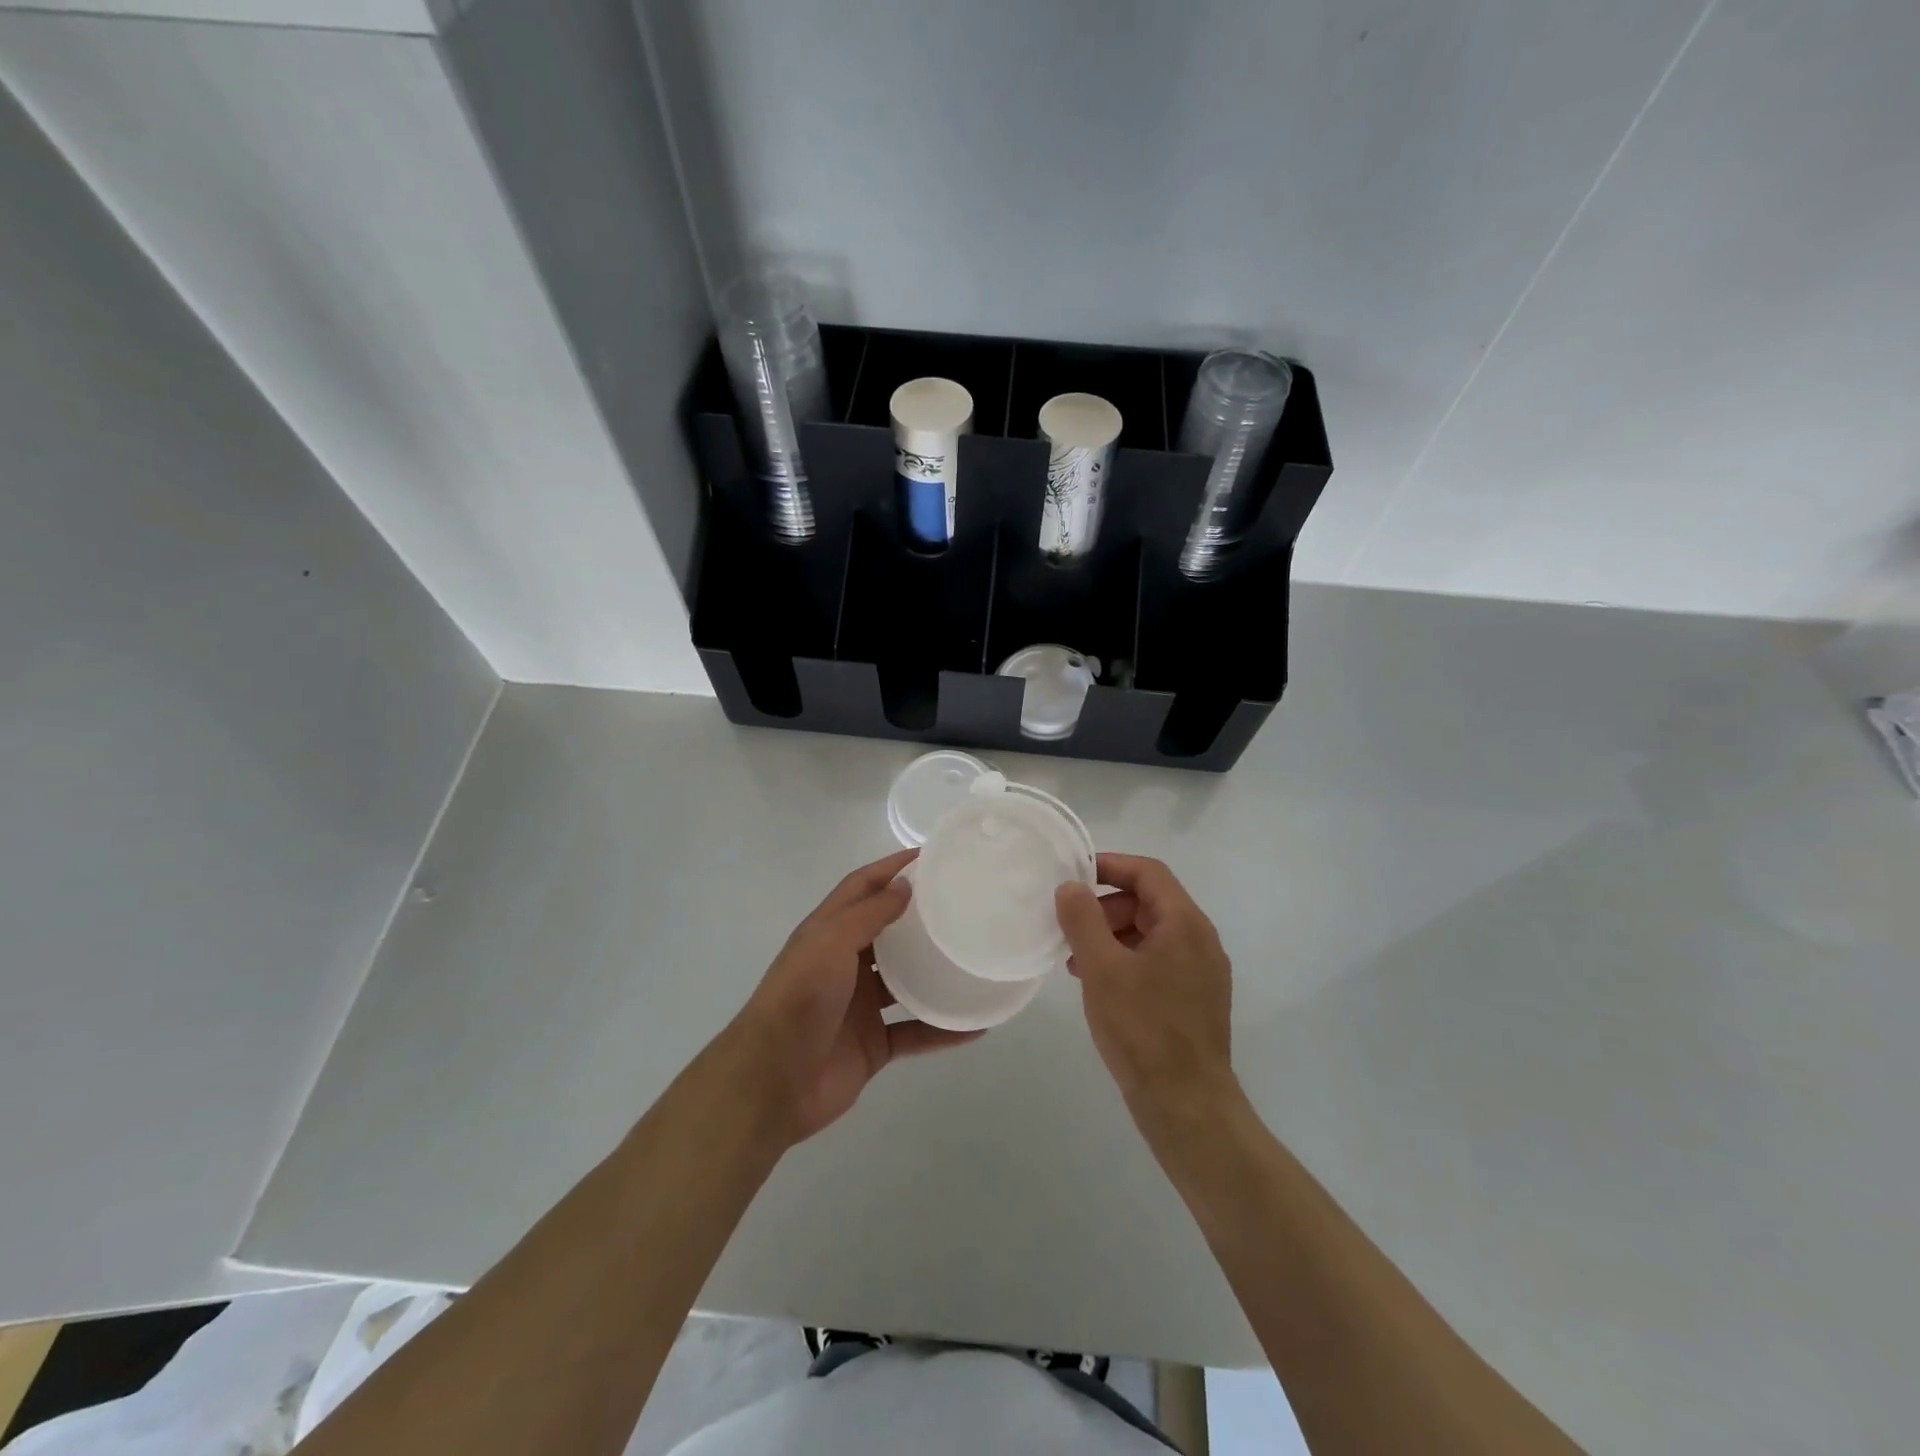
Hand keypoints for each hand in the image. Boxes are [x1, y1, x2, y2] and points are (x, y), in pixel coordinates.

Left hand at [732, 848, 980, 1144]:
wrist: (774, 1080)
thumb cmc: (800, 998)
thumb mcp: (830, 942)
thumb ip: (868, 914)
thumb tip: (905, 886)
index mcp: (827, 933)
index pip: (861, 887)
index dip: (890, 868)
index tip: (928, 856)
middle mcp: (843, 965)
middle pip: (887, 933)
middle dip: (918, 918)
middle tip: (961, 905)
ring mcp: (859, 1007)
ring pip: (905, 983)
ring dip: (934, 973)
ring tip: (973, 959)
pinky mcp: (873, 1044)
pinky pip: (915, 1032)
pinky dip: (943, 1030)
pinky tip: (975, 1024)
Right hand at [1055, 853, 1237, 1124]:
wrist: (1187, 1107)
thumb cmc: (1143, 1029)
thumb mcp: (1102, 969)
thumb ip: (1083, 919)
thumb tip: (1071, 886)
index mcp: (1185, 924)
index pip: (1148, 872)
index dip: (1109, 865)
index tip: (1072, 875)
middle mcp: (1200, 941)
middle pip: (1149, 902)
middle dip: (1105, 907)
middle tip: (1069, 927)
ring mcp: (1201, 973)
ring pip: (1150, 934)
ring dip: (1111, 936)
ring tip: (1075, 962)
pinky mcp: (1194, 1000)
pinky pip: (1156, 962)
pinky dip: (1125, 961)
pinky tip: (1098, 986)